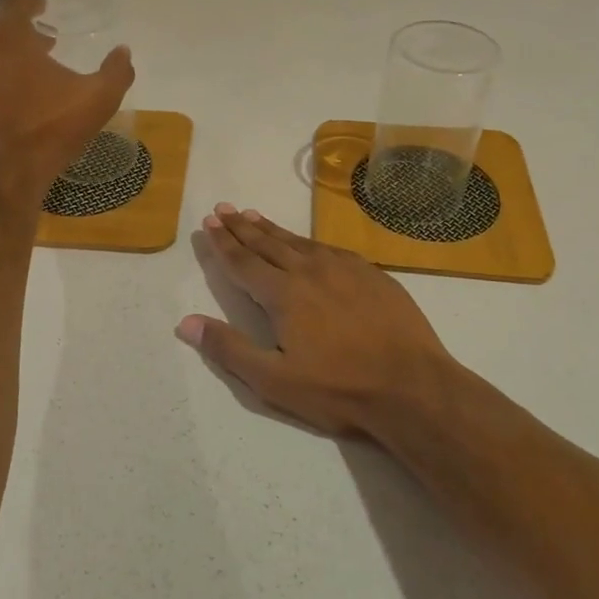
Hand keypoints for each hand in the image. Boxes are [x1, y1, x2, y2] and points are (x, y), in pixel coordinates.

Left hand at [0, 0, 134, 209]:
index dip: (29, 3)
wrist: (4, 180)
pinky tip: (17, 102)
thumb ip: (116, 71)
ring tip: (34, 73)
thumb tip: (123, 51)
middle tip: (46, 43)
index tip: (44, 9)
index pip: (12, 4)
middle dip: (21, 31)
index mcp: (8, 41)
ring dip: (8, 56)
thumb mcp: (98, 100)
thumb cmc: (50, 131)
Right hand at [179, 204, 463, 438]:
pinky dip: (309, 241)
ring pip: (299, 242)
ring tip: (254, 216)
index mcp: (284, 294)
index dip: (223, 243)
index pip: (244, 261)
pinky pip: (331, 249)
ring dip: (273, 229)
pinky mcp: (373, 275)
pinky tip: (308, 243)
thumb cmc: (339, 389)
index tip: (209, 223)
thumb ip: (229, 349)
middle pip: (268, 243)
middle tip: (224, 209)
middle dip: (242, 227)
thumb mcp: (274, 381)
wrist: (413, 387)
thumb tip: (186, 323)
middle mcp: (311, 271)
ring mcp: (345, 270)